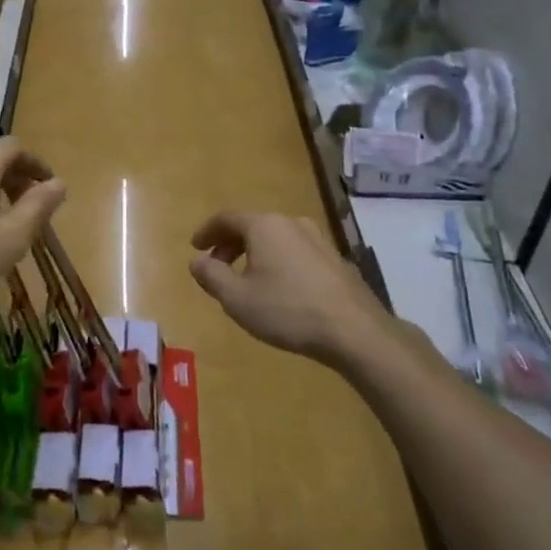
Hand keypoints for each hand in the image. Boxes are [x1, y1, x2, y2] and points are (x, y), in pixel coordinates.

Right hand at [188, 211, 406, 368]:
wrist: (354, 331)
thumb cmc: (287, 310)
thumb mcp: (236, 298)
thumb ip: (211, 276)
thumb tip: (197, 261)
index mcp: (264, 226)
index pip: (227, 218)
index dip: (207, 231)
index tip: (195, 247)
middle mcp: (291, 223)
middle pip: (253, 226)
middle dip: (230, 244)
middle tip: (217, 266)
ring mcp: (318, 240)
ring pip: (276, 239)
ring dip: (256, 254)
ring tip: (248, 279)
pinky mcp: (336, 260)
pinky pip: (296, 252)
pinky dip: (279, 262)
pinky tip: (280, 288)